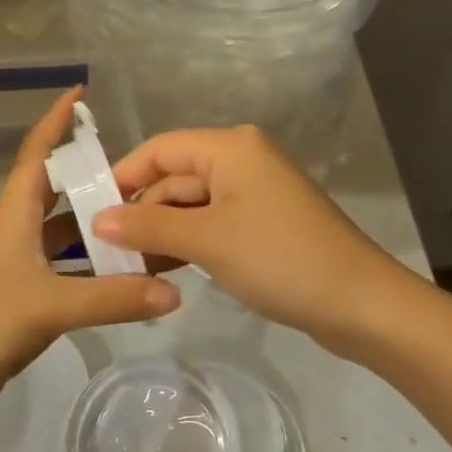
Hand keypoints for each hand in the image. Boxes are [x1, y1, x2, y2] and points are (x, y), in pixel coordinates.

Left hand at [0, 89, 181, 420]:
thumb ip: (113, 297)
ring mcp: (17, 263)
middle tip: (134, 168)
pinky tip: (120, 271)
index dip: (55, 121)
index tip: (79, 94)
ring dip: (93, 222)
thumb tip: (174, 292)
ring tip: (137, 215)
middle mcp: (15, 229)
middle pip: (53, 188)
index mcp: (14, 215)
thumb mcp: (51, 305)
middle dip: (87, 173)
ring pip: (61, 230)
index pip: (36, 153)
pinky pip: (63, 265)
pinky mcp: (22, 294)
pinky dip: (89, 263)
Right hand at [91, 124, 407, 349]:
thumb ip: (149, 226)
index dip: (123, 176)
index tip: (91, 210)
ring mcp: (255, 192)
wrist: (361, 305)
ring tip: (127, 264)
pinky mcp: (263, 222)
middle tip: (105, 249)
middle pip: (175, 177)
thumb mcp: (207, 241)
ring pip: (193, 203)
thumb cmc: (279, 258)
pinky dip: (189, 241)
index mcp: (230, 147)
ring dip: (162, 231)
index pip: (160, 149)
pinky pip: (213, 222)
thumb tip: (97, 220)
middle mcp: (241, 159)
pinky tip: (164, 268)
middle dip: (142, 211)